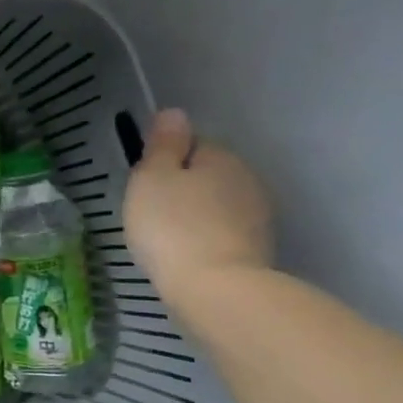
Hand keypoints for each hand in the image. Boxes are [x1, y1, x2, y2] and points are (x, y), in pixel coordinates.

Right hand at [125, 109, 274, 304]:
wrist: (214, 288)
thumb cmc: (172, 226)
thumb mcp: (152, 178)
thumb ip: (163, 145)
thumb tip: (174, 113)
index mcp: (221, 157)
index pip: (192, 144)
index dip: (165, 162)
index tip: (145, 185)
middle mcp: (247, 180)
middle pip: (207, 175)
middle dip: (184, 189)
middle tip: (151, 213)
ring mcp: (258, 217)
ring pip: (218, 205)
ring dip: (196, 215)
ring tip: (168, 239)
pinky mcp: (257, 250)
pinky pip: (223, 234)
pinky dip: (206, 240)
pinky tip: (187, 256)